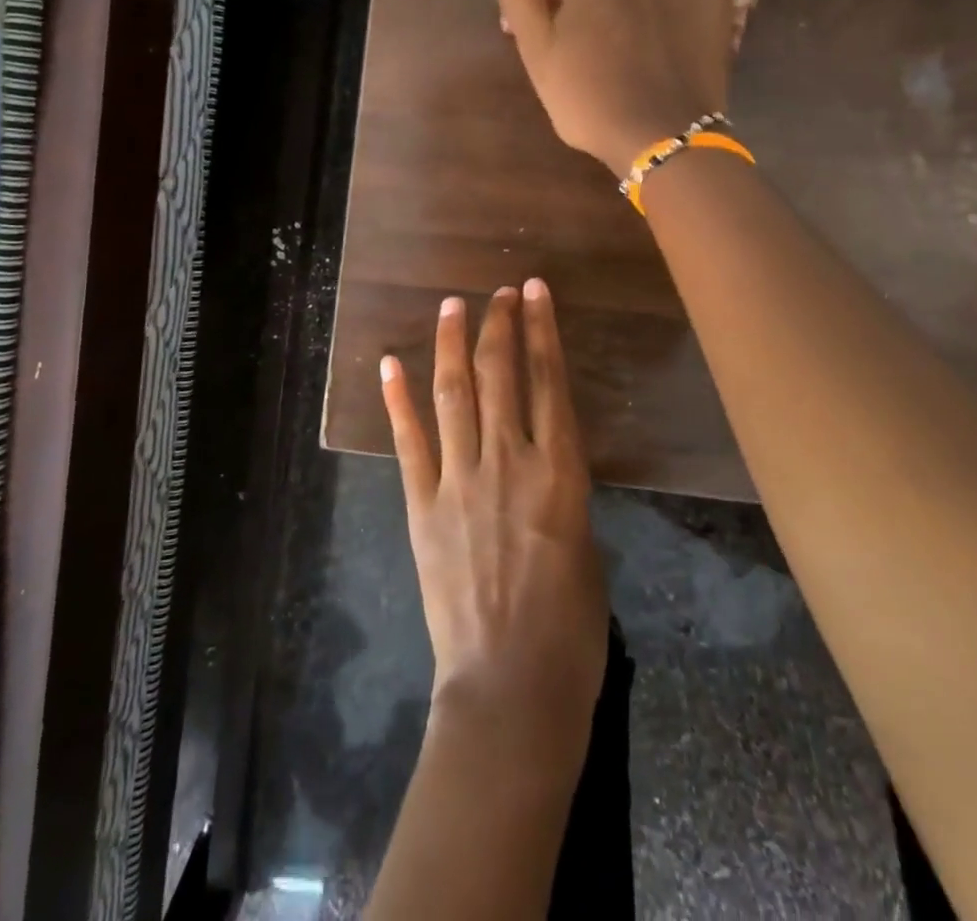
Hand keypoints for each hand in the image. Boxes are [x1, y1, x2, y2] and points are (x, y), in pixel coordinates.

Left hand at [382, 281, 606, 766]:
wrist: (510, 686)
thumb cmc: (569, 627)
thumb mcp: (585, 544)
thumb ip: (560, 491)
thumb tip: (542, 461)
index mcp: (561, 472)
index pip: (550, 381)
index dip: (542, 329)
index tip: (533, 291)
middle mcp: (510, 461)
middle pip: (502, 374)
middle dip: (498, 324)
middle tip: (497, 291)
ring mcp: (460, 480)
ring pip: (455, 394)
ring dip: (452, 345)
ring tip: (451, 306)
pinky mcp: (422, 505)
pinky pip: (409, 441)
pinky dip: (398, 399)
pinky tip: (391, 363)